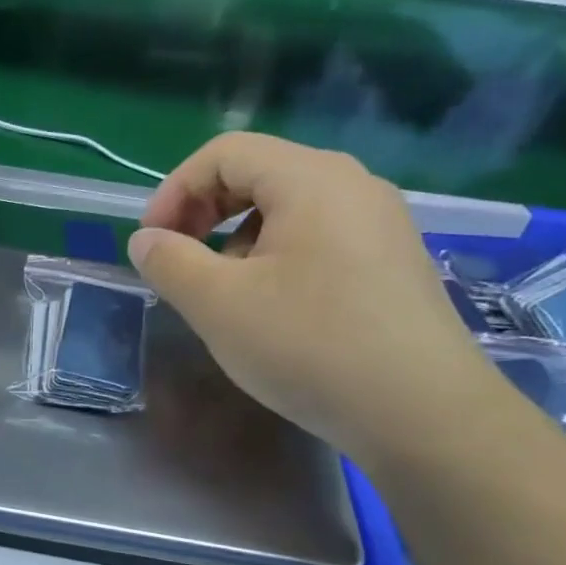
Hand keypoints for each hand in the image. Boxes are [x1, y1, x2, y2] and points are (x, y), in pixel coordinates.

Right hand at [129, 132, 507, 464]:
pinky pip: (318, 237)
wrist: (420, 412)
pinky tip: (271, 308)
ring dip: (235, 238)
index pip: (224, 153)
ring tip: (222, 291)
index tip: (151, 243)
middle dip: (203, 213)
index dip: (174, 191)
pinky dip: (275, 257)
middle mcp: (352, 185)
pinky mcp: (392, 261)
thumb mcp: (218, 304)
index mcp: (310, 178)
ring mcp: (380, 223)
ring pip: (287, 208)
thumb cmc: (308, 345)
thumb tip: (145, 240)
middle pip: (258, 173)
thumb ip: (169, 262)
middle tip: (178, 262)